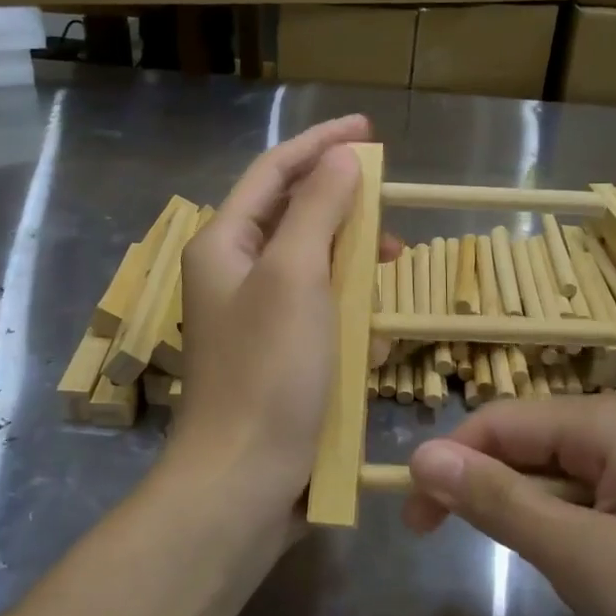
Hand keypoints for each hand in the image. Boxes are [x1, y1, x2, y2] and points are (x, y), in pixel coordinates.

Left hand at [170, 115, 393, 535]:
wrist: (244, 483)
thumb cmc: (268, 372)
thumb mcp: (296, 276)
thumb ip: (317, 208)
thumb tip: (340, 156)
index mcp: (224, 243)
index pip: (275, 170)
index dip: (321, 144)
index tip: (370, 132)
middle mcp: (233, 273)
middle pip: (294, 216)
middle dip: (345, 213)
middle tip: (391, 223)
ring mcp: (255, 316)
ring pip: (314, 267)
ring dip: (353, 268)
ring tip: (390, 278)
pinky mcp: (277, 355)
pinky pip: (320, 313)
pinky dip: (347, 314)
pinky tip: (371, 339)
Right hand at [404, 390, 615, 615]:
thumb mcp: (587, 563)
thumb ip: (499, 502)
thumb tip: (420, 455)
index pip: (502, 422)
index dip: (449, 465)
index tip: (411, 525)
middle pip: (529, 444)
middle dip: (487, 492)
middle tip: (446, 549)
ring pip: (558, 479)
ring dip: (531, 521)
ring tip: (546, 578)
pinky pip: (592, 505)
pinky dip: (569, 537)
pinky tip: (588, 581)